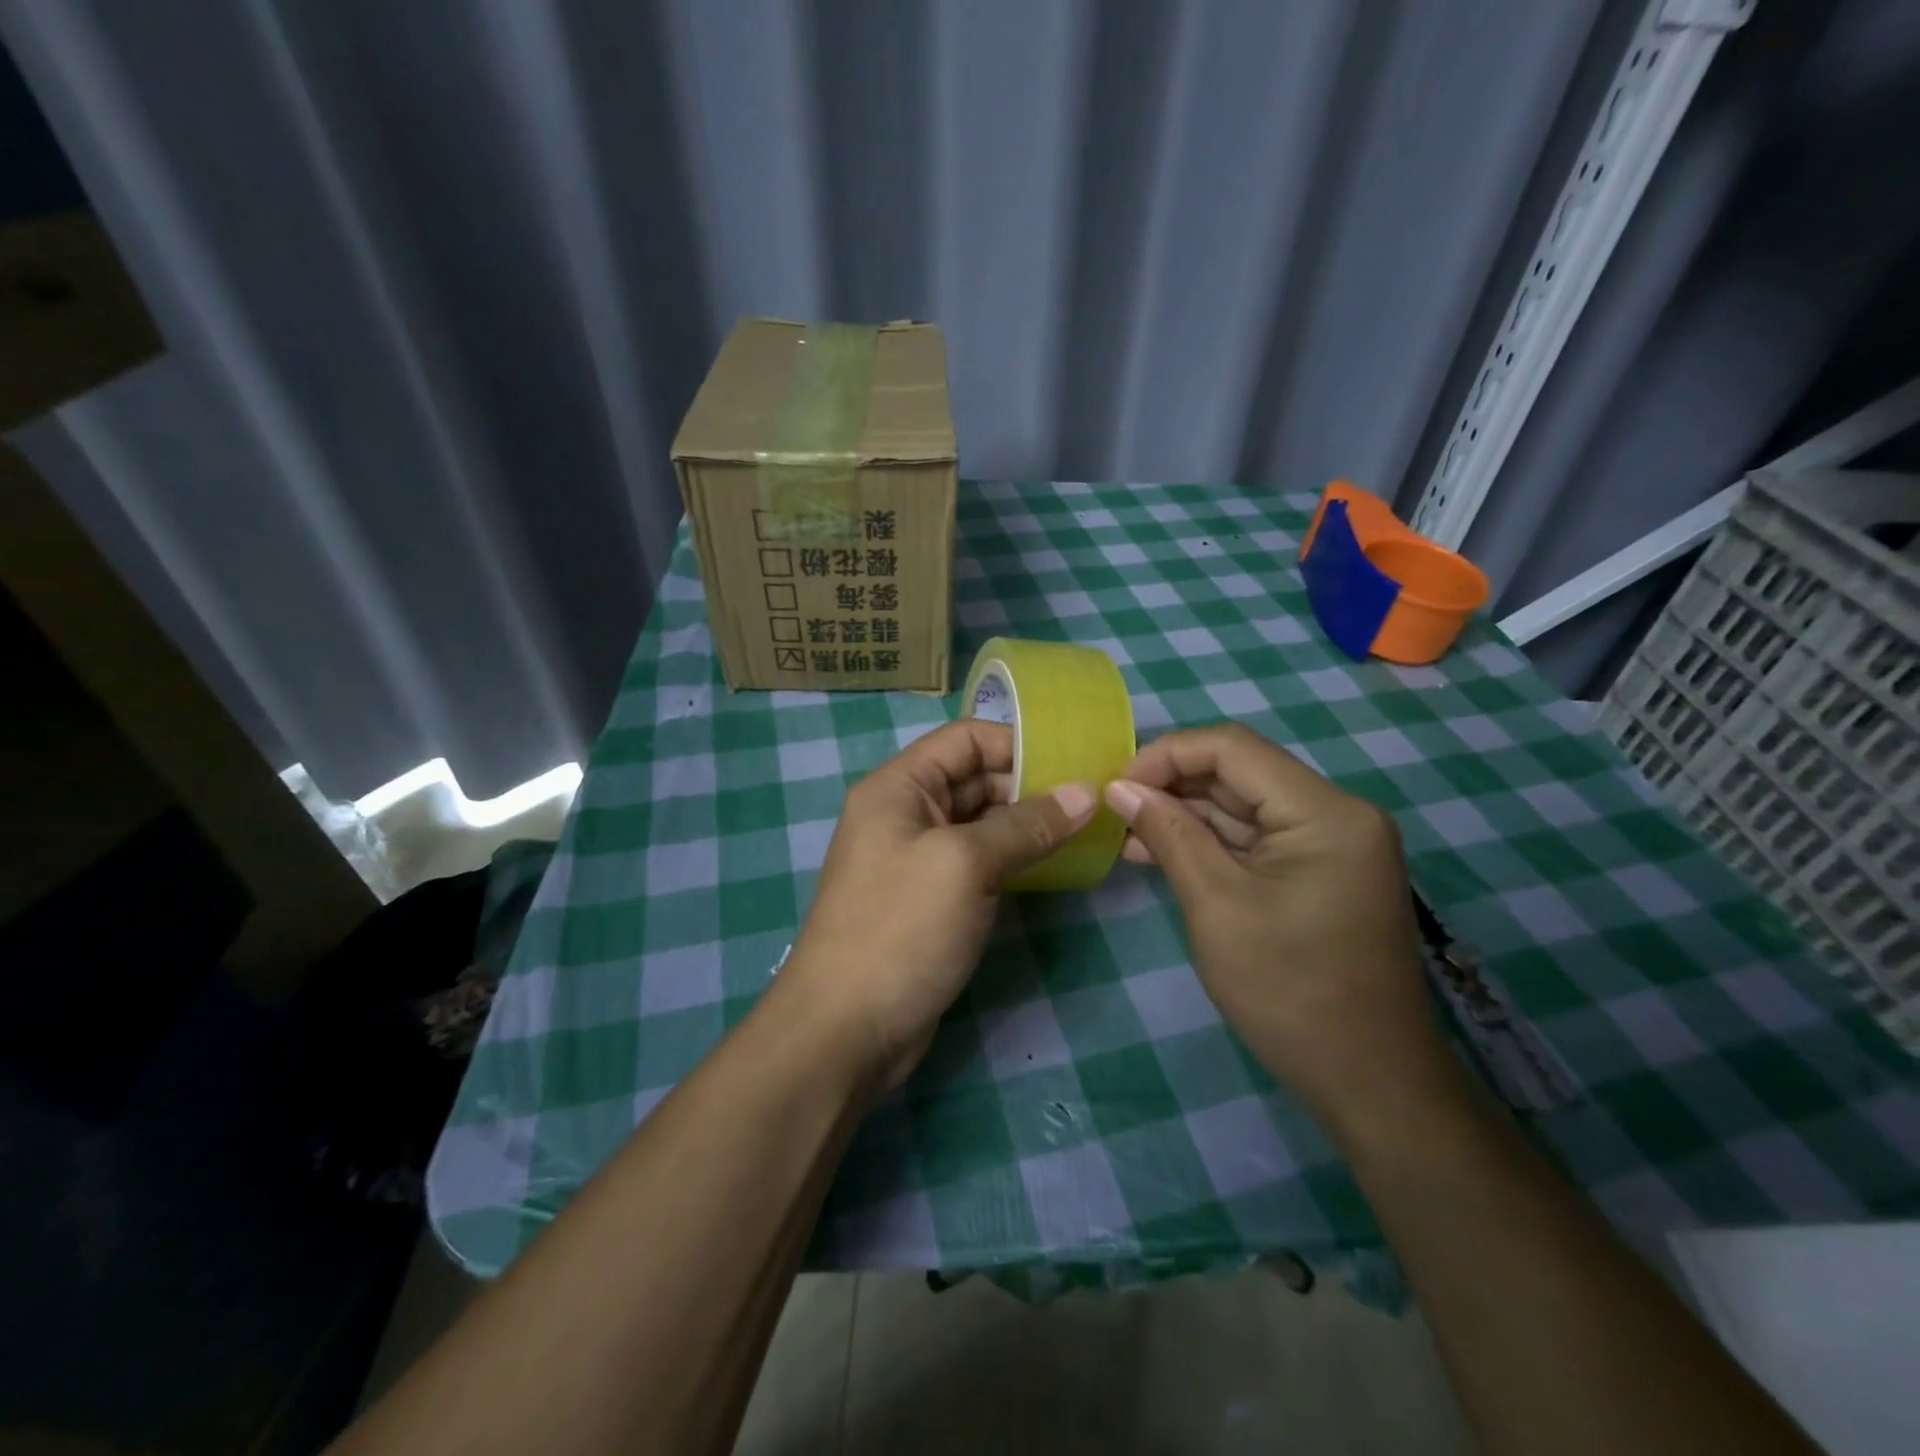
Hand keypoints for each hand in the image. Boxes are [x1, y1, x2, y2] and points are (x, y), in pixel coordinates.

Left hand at [778, 719, 1095, 1091]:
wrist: (846, 1031)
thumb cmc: (900, 929)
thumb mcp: (964, 865)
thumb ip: (1026, 825)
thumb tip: (1084, 794)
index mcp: (899, 787)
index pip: (964, 739)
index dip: (1017, 743)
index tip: (1074, 762)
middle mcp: (907, 814)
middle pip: (976, 778)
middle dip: (1031, 785)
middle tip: (1093, 799)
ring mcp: (920, 859)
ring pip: (984, 823)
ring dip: (1030, 825)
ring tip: (1088, 830)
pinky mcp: (935, 900)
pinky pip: (982, 863)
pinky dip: (1017, 859)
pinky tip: (1058, 866)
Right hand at [1104, 723, 1451, 1133]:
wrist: (1369, 1082)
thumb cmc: (1289, 992)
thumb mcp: (1215, 905)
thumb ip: (1168, 834)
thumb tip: (1119, 788)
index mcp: (1325, 812)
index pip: (1233, 749)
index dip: (1167, 755)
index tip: (1115, 786)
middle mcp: (1337, 813)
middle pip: (1239, 774)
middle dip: (1172, 786)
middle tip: (1113, 810)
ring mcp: (1332, 844)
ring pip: (1243, 806)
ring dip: (1185, 815)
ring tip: (1125, 834)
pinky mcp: (1321, 871)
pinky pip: (1257, 839)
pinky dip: (1209, 843)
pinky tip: (1159, 852)